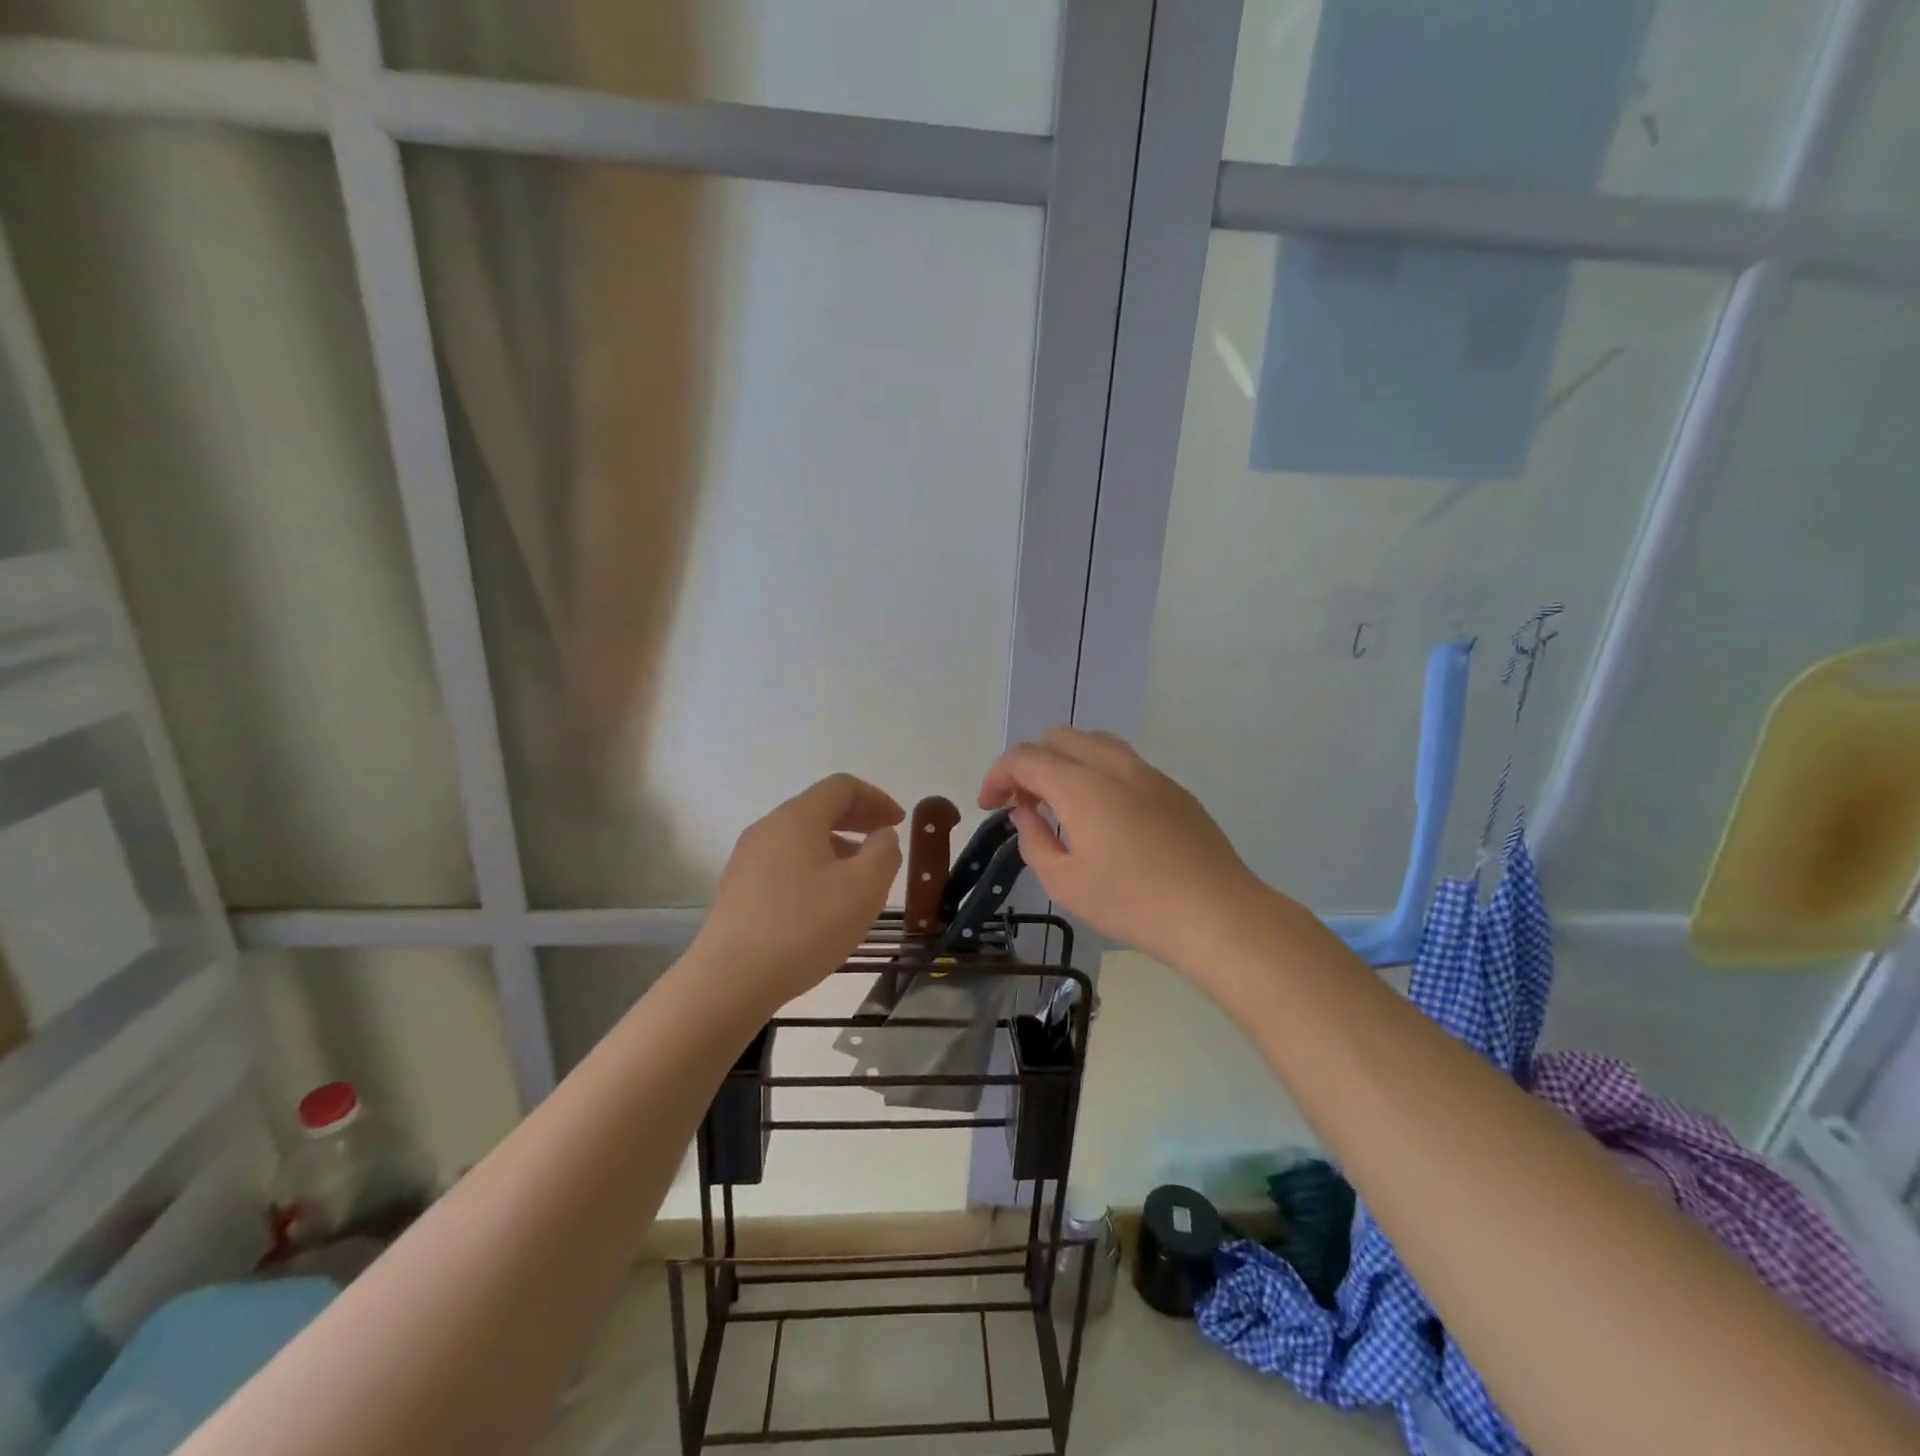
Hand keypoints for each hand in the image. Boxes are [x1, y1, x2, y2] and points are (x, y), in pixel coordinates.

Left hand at [692, 774, 903, 1013]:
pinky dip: (814, 866)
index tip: (899, 823)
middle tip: (885, 841)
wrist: (730, 981)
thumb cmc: (804, 928)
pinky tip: (825, 901)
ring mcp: (748, 859)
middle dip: (857, 819)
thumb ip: (883, 853)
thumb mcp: (863, 889)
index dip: (876, 798)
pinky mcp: (739, 889)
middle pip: (818, 808)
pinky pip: (785, 862)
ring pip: (801, 837)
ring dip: (837, 845)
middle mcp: (767, 828)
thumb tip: (881, 836)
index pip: (841, 787)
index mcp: (797, 818)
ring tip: (859, 876)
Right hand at [979, 729, 1274, 972]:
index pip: (1025, 758)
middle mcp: (1113, 765)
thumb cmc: (1133, 904)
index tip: (990, 805)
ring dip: (1064, 761)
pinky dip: (1095, 771)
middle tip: (1022, 803)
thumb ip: (1034, 841)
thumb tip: (1026, 813)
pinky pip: (1122, 761)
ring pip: (1093, 742)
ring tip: (1059, 802)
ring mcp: (1148, 772)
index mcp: (1081, 786)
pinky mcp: (1172, 787)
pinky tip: (1101, 814)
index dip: (998, 775)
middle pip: (1058, 738)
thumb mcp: (1065, 883)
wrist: (1216, 913)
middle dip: (1029, 763)